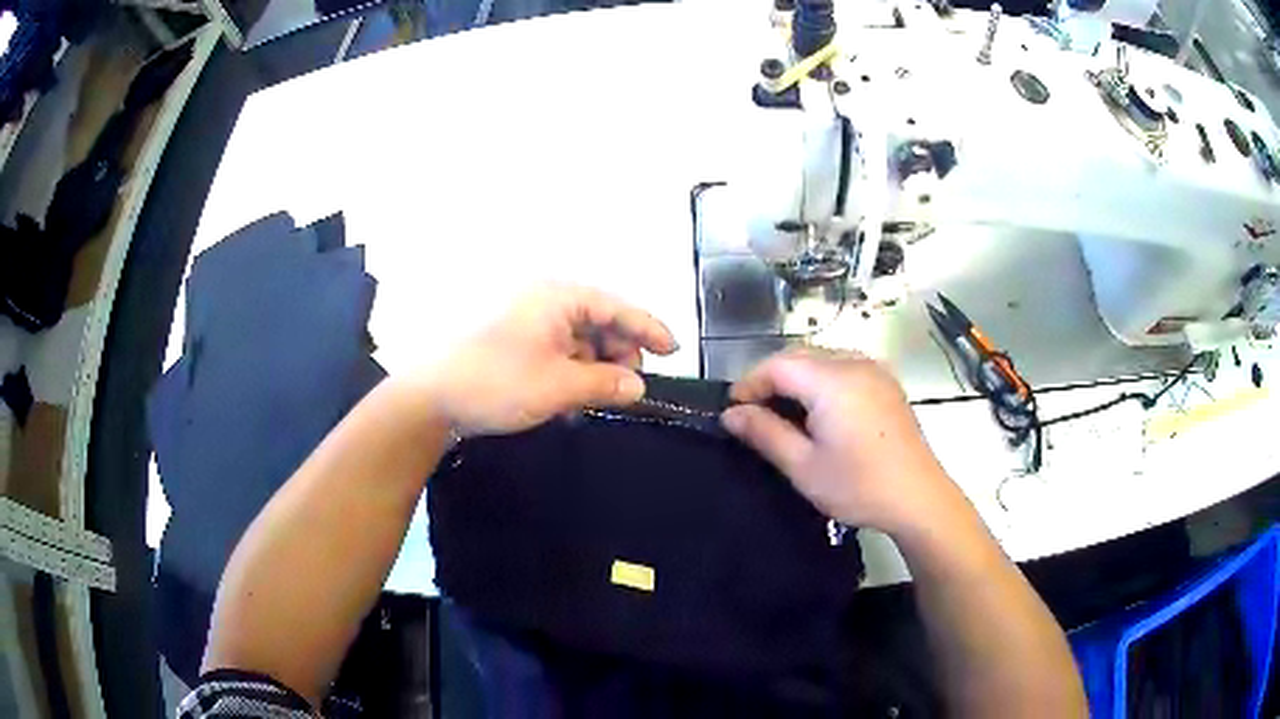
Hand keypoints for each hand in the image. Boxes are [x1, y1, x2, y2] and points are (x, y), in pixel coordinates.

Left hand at [414, 285, 676, 436]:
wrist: (429, 397)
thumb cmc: (496, 381)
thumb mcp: (558, 386)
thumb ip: (605, 383)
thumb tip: (638, 387)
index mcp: (557, 296)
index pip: (617, 306)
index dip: (649, 328)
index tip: (674, 351)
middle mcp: (544, 300)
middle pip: (599, 320)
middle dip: (619, 352)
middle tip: (629, 388)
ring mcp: (526, 320)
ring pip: (578, 338)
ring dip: (594, 366)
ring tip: (600, 398)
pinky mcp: (513, 341)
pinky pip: (556, 350)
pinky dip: (571, 370)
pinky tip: (574, 397)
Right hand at [721, 348, 960, 535]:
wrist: (918, 497)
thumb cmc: (858, 486)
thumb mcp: (803, 466)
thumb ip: (764, 434)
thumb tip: (731, 415)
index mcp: (832, 381)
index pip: (777, 365)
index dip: (749, 383)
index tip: (733, 411)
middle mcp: (854, 363)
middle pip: (799, 355)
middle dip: (771, 378)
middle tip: (753, 414)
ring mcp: (874, 370)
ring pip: (822, 358)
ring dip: (796, 378)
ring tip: (783, 413)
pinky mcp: (886, 382)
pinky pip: (844, 367)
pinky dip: (821, 380)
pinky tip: (819, 410)